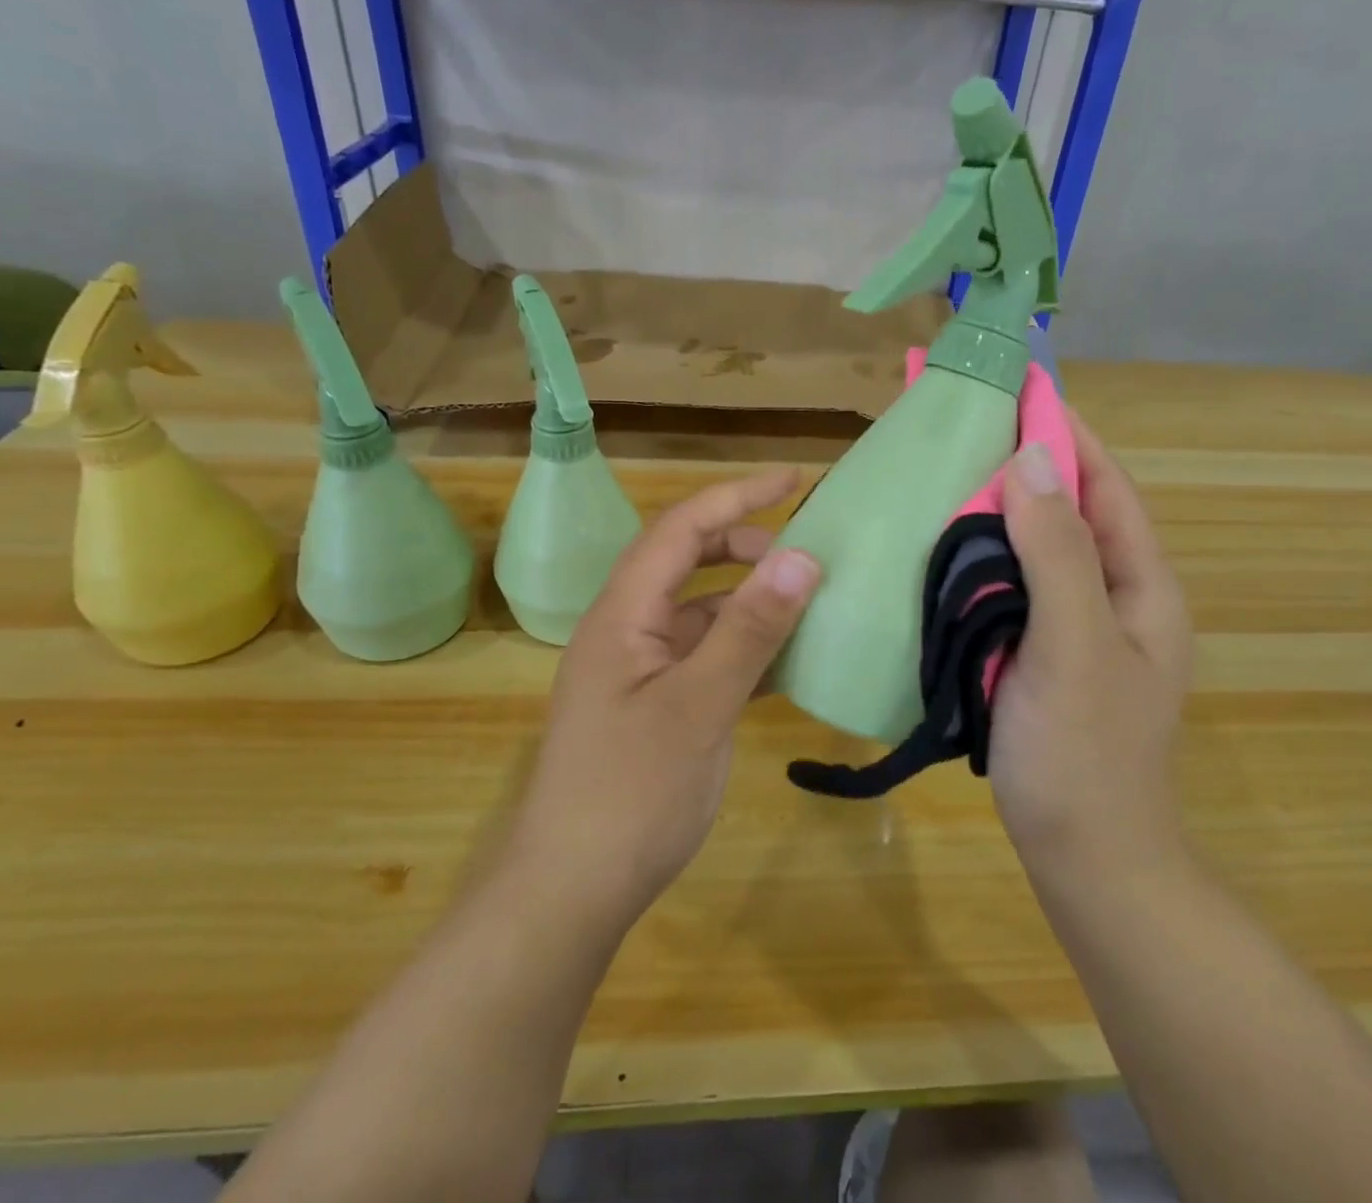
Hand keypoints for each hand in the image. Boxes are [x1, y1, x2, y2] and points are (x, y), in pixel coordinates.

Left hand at [504, 468, 821, 936]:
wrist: (569, 892)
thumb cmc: (631, 794)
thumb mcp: (700, 705)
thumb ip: (750, 629)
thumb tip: (802, 556)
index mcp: (623, 614)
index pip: (681, 528)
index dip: (736, 496)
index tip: (793, 479)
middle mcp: (623, 629)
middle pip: (682, 559)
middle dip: (740, 543)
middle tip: (800, 554)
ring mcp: (634, 668)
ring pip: (693, 608)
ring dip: (742, 596)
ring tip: (798, 601)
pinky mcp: (648, 703)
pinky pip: (698, 652)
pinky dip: (737, 643)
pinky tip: (777, 659)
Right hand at [989, 411, 1191, 883]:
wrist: (1086, 859)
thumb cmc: (1086, 754)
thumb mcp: (1077, 646)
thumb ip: (1058, 552)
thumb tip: (1028, 459)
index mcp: (1140, 585)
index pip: (1104, 485)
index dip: (1067, 431)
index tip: (1021, 384)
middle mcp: (1111, 595)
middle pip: (1068, 509)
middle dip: (1024, 462)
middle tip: (966, 425)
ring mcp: (1073, 625)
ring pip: (1035, 546)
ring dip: (997, 508)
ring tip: (945, 471)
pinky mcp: (1036, 651)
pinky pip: (1010, 585)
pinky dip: (980, 556)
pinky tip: (940, 545)